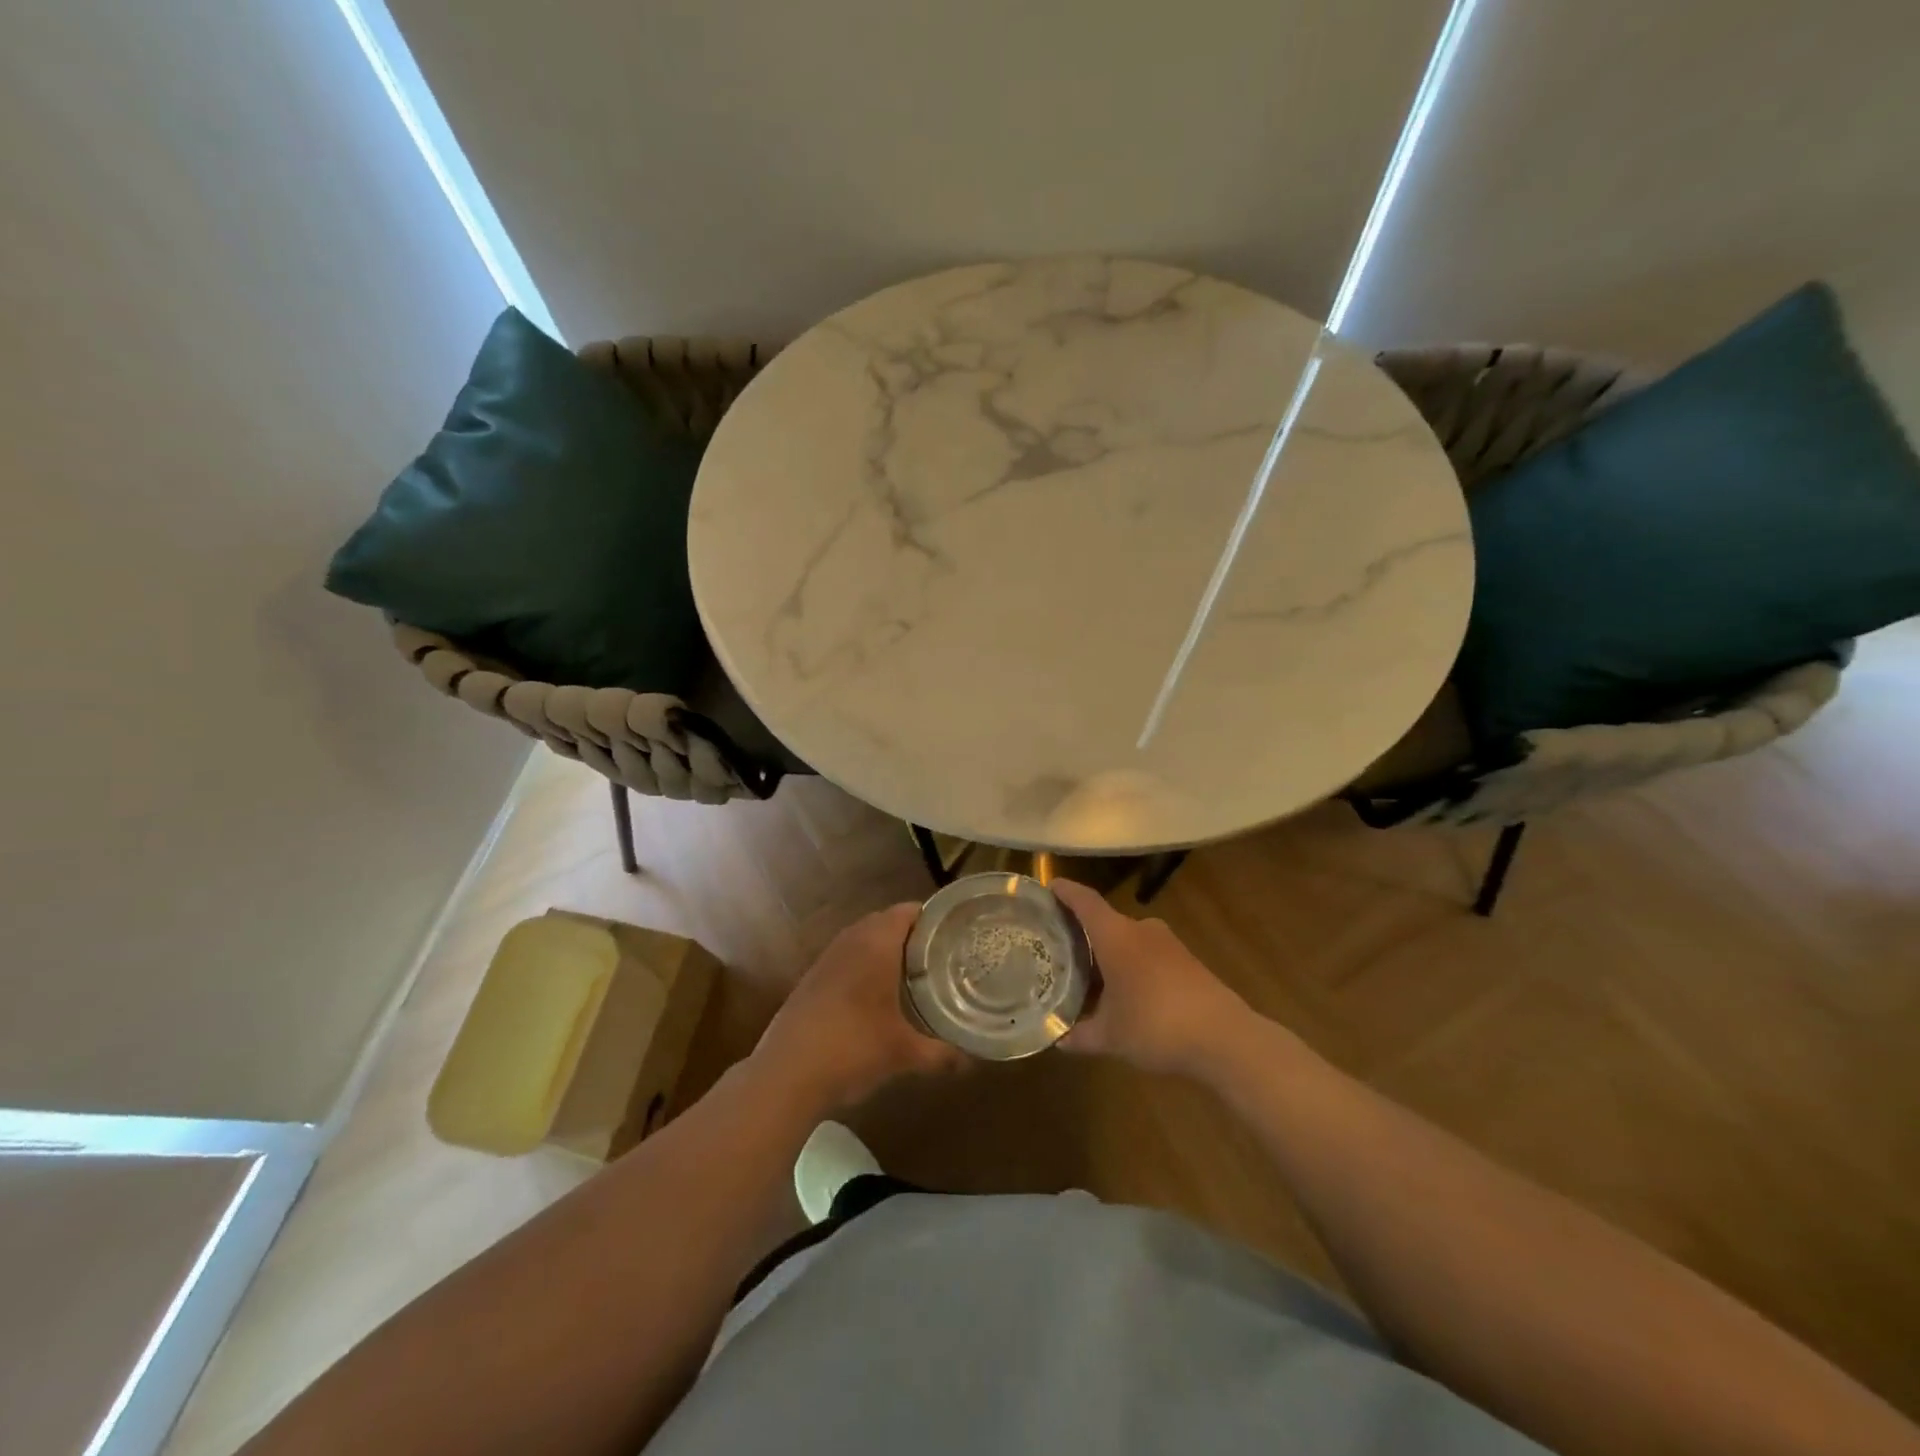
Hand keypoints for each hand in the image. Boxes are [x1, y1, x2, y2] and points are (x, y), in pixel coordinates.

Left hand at [751, 903, 965, 1114]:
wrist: (786, 1073)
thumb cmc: (853, 1049)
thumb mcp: (903, 1054)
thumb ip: (941, 1054)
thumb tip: (970, 1062)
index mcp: (876, 944)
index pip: (907, 911)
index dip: (932, 917)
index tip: (954, 932)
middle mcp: (851, 941)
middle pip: (885, 921)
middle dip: (911, 934)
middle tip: (938, 954)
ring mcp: (826, 959)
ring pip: (862, 939)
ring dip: (884, 949)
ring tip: (911, 972)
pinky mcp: (811, 979)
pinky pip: (845, 958)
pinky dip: (863, 966)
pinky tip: (875, 995)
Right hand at [1051, 880, 1249, 1076]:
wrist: (1225, 1039)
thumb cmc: (1156, 1025)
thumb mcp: (1110, 1036)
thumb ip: (1081, 1034)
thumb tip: (1059, 1039)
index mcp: (1116, 935)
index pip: (1084, 901)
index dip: (1065, 892)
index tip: (1047, 888)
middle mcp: (1141, 929)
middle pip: (1104, 921)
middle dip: (1082, 933)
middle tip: (1059, 949)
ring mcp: (1168, 944)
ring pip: (1127, 939)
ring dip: (1109, 953)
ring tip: (1089, 976)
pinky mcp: (1187, 961)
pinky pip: (1147, 954)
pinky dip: (1131, 966)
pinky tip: (1125, 992)